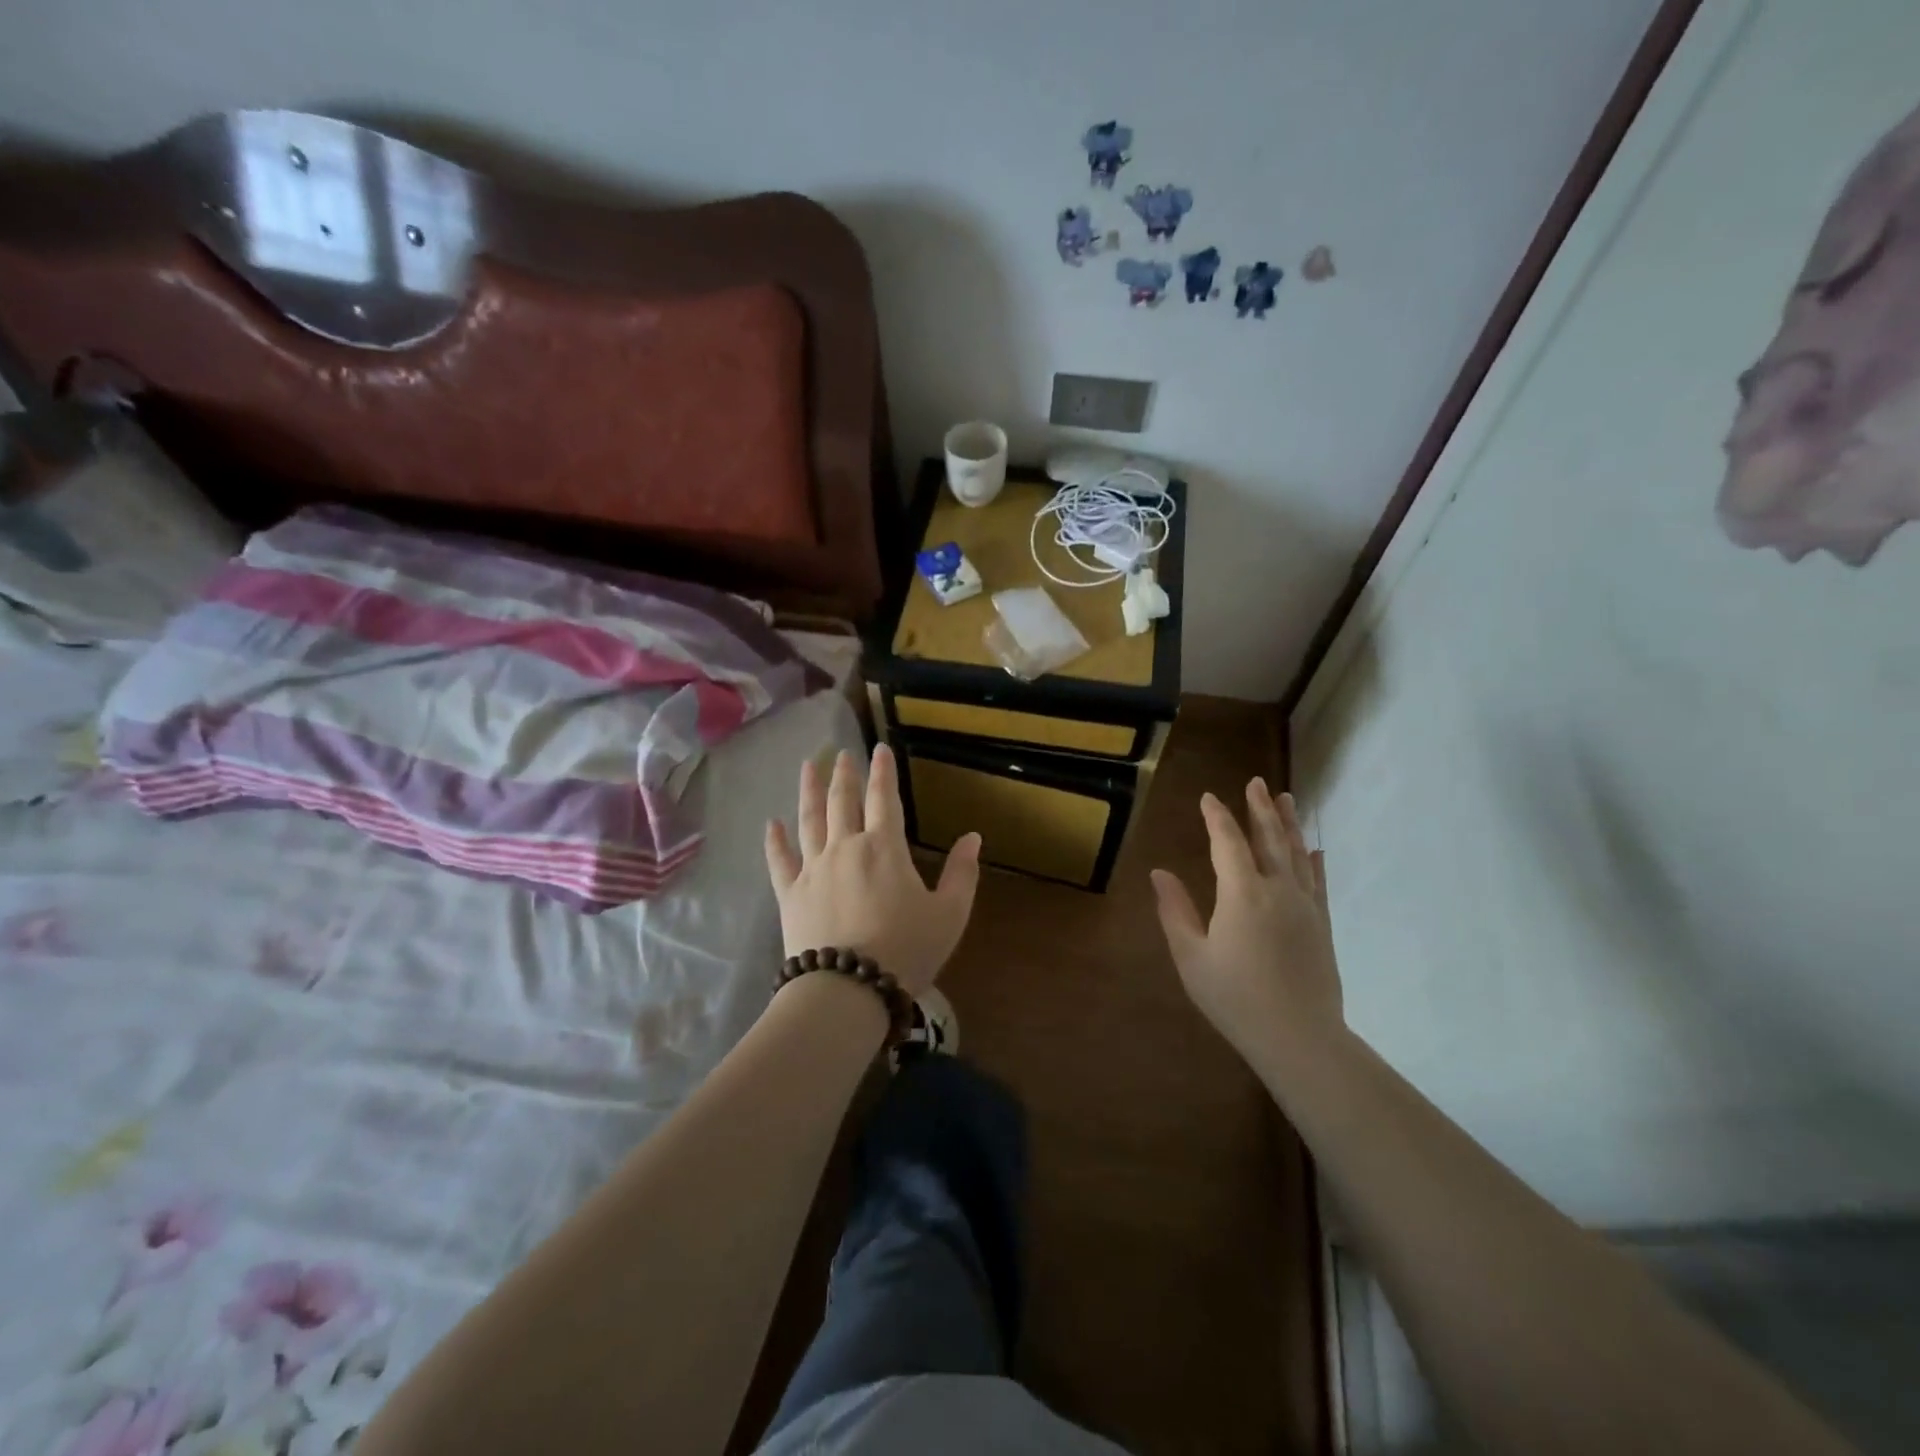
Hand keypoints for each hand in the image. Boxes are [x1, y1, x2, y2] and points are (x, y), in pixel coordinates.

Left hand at [764, 744, 981, 995]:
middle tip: (841, 753)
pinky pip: (780, 860)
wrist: (848, 990)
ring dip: (809, 791)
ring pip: (809, 820)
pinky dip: (775, 840)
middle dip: (844, 774)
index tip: (879, 748)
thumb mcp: (949, 914)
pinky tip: (771, 823)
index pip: (884, 798)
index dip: (883, 771)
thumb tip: (973, 837)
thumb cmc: (906, 950)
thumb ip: (962, 873)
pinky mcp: (790, 894)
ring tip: (808, 767)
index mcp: (885, 847)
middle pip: (843, 801)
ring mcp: (814, 868)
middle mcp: (846, 847)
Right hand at [1151, 780, 1341, 1067]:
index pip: (1227, 843)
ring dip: (1288, 824)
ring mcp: (1305, 906)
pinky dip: (1314, 861)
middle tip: (1256, 782)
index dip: (1217, 817)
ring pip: (1296, 854)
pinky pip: (1318, 881)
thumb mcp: (1192, 957)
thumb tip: (1159, 873)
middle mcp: (1278, 890)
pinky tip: (1315, 849)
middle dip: (1260, 808)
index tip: (1209, 797)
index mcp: (1242, 894)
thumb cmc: (1235, 998)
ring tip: (1286, 798)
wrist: (1299, 1038)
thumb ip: (1175, 911)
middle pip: (1269, 839)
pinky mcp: (1322, 925)